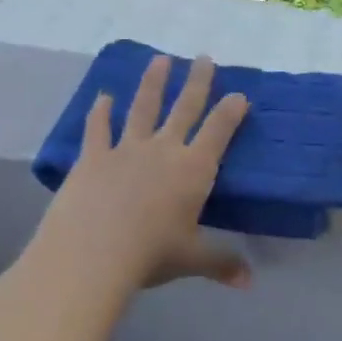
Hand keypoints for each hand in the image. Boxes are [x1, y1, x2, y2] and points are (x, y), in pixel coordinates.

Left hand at [28, 54, 251, 296]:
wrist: (92, 254)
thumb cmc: (152, 254)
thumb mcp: (193, 259)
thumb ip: (222, 264)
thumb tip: (249, 283)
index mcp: (194, 169)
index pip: (219, 131)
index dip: (232, 111)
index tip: (240, 94)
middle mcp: (164, 150)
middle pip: (184, 108)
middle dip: (197, 82)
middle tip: (203, 58)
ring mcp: (126, 150)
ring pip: (143, 108)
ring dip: (153, 83)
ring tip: (160, 60)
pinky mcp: (93, 158)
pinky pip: (98, 129)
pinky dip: (101, 112)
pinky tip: (103, 97)